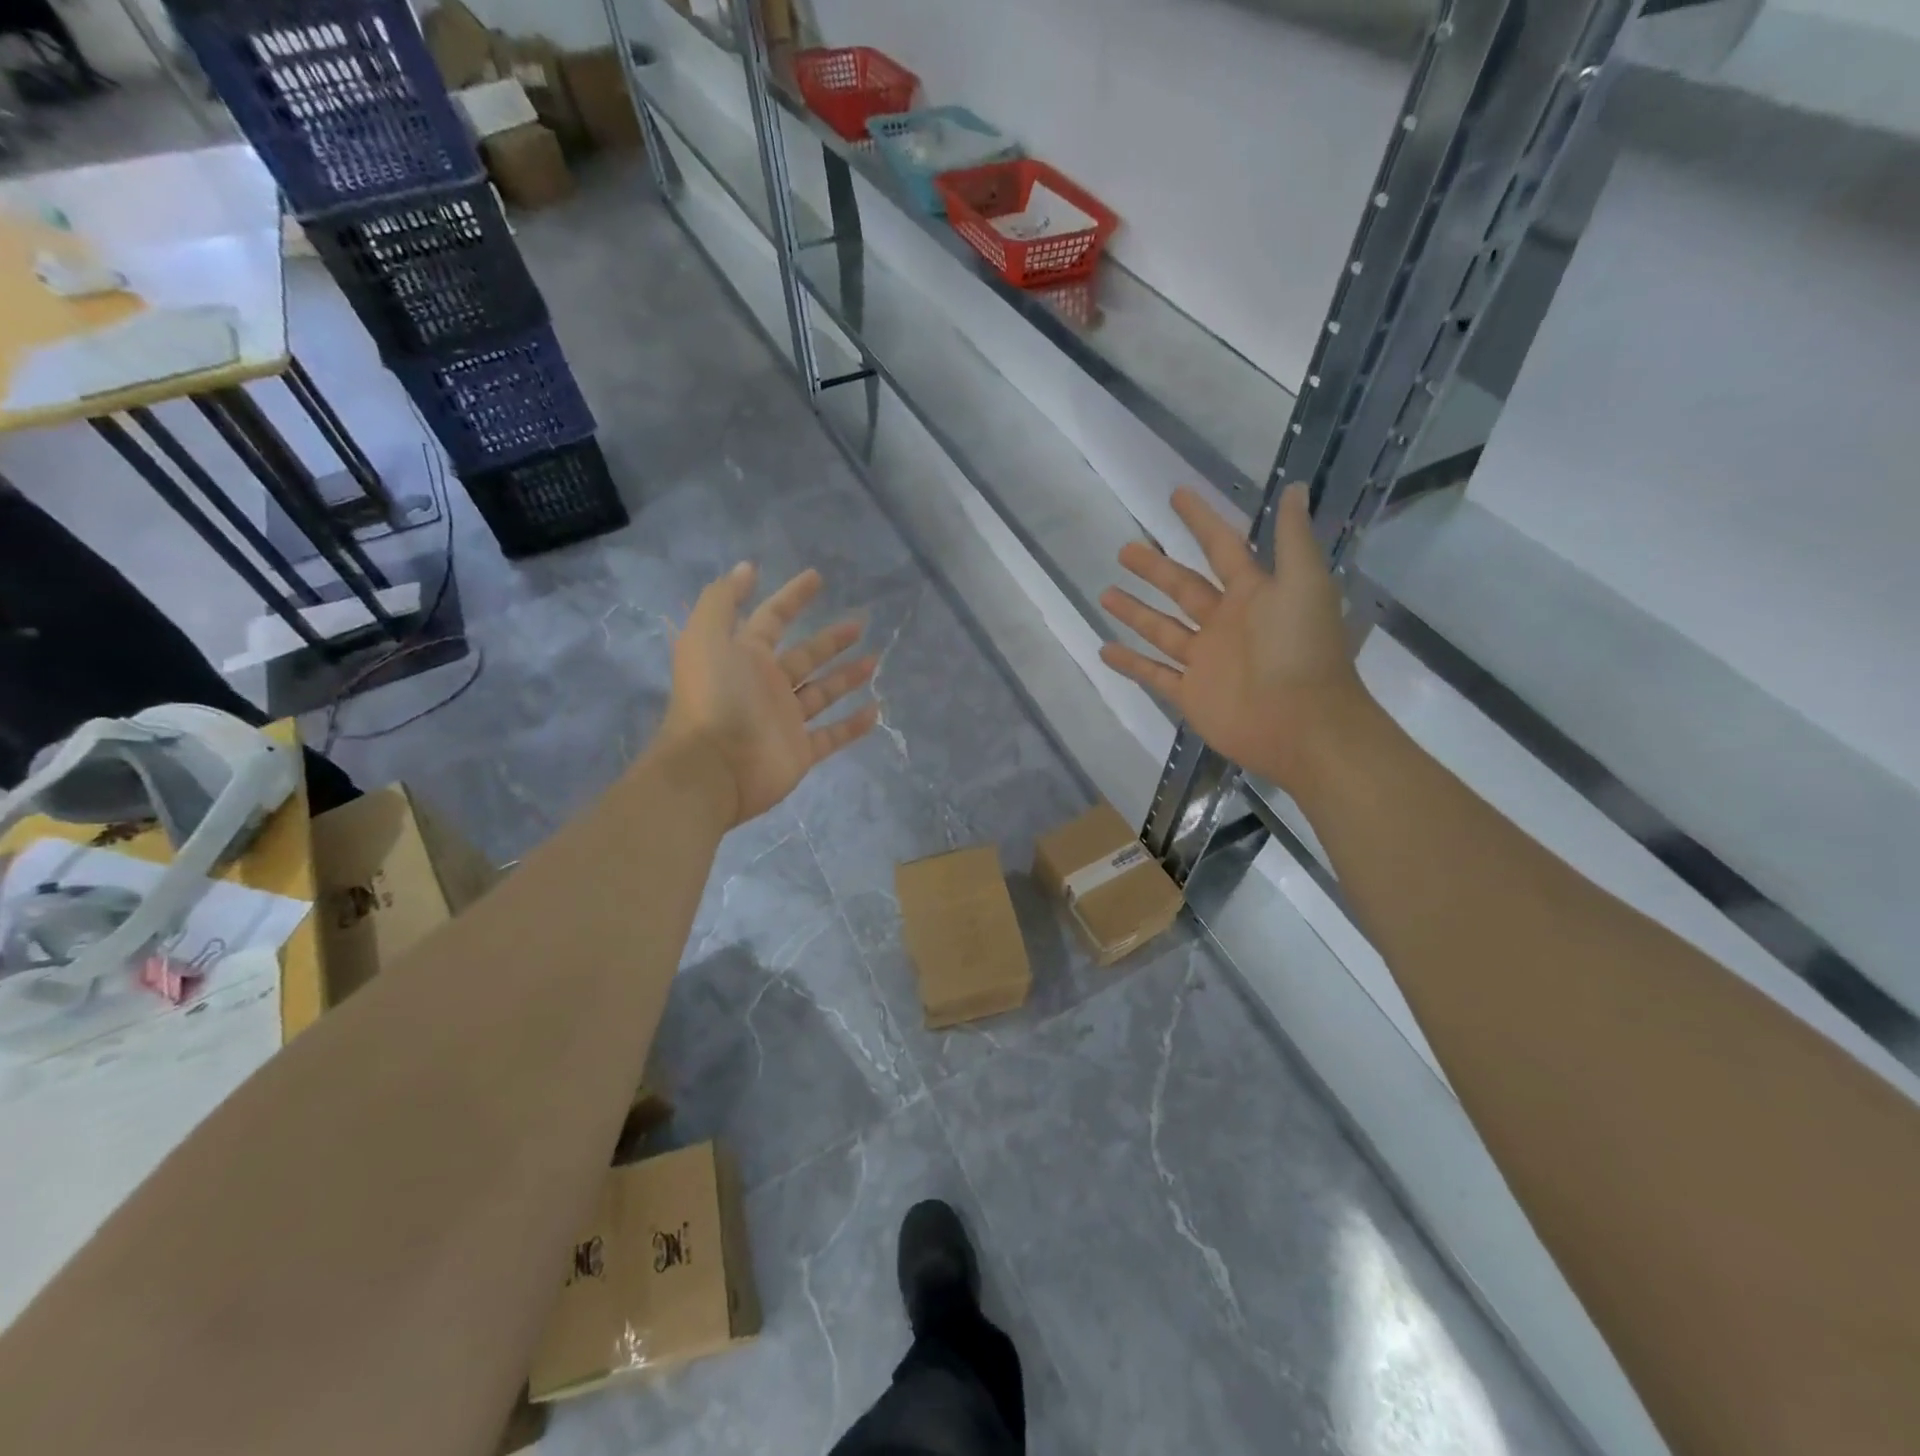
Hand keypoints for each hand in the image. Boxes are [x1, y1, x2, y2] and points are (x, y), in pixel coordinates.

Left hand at [661, 563, 880, 824]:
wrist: (713, 768)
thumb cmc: (715, 697)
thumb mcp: (706, 636)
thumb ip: (723, 599)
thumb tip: (747, 567)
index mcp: (744, 655)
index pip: (772, 617)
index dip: (792, 596)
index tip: (817, 577)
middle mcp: (765, 684)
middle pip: (804, 655)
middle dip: (830, 639)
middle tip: (860, 622)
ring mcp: (784, 720)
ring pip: (822, 692)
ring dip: (847, 676)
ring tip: (875, 660)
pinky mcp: (800, 751)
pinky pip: (831, 735)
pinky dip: (852, 725)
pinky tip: (875, 709)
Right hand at [1099, 484, 1372, 792]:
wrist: (1302, 725)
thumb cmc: (1302, 650)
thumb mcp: (1304, 584)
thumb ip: (1292, 539)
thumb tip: (1294, 486)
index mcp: (1253, 593)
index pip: (1221, 547)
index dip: (1200, 521)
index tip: (1176, 495)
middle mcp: (1225, 622)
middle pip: (1183, 587)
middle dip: (1155, 568)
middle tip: (1125, 549)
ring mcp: (1205, 660)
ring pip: (1162, 628)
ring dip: (1135, 611)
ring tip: (1105, 593)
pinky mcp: (1190, 693)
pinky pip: (1154, 673)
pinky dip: (1130, 663)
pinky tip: (1103, 649)